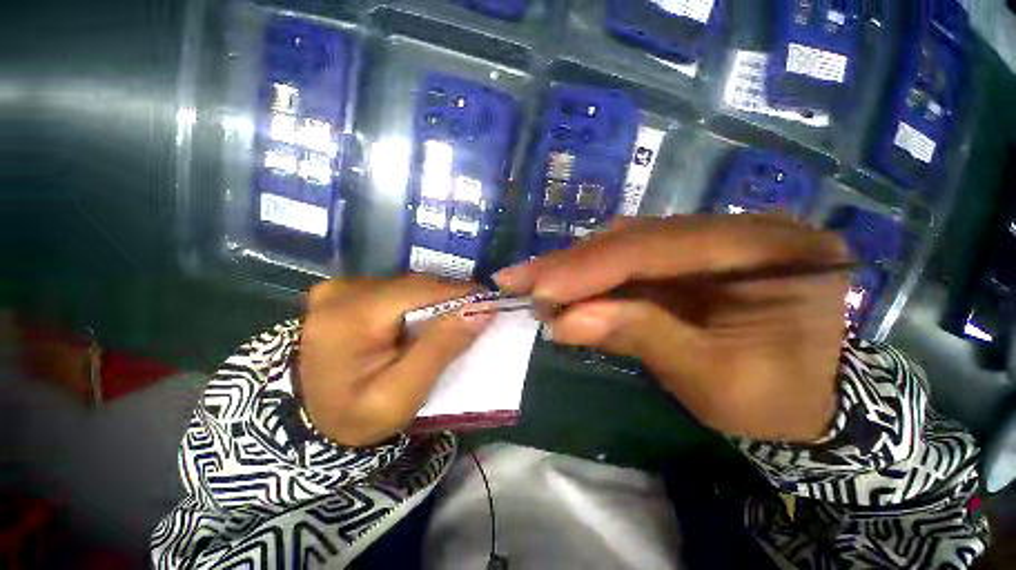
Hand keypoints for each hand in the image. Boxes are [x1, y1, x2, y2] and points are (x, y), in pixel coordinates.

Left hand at [298, 275, 492, 446]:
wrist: (309, 419)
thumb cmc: (355, 416)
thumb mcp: (402, 394)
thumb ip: (442, 348)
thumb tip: (482, 309)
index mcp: (351, 316)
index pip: (422, 290)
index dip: (461, 294)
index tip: (489, 305)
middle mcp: (343, 290)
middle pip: (416, 285)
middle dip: (449, 300)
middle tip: (472, 319)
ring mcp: (340, 287)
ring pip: (409, 285)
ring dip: (434, 302)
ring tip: (450, 322)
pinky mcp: (344, 290)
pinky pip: (396, 289)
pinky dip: (416, 303)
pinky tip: (420, 322)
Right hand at [494, 215, 850, 441]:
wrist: (808, 403)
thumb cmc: (777, 400)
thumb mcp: (714, 378)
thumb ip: (640, 337)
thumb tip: (565, 323)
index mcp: (771, 250)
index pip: (659, 247)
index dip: (590, 268)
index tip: (537, 289)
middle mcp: (738, 229)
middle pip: (635, 238)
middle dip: (571, 264)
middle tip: (518, 280)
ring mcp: (709, 240)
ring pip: (624, 245)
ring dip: (574, 268)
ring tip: (533, 285)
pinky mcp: (686, 258)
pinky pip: (627, 260)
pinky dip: (590, 276)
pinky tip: (562, 287)